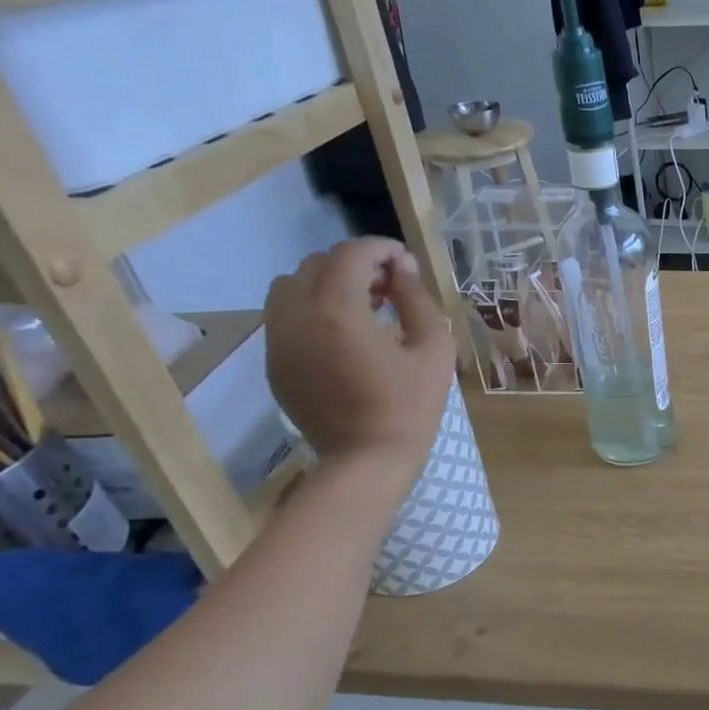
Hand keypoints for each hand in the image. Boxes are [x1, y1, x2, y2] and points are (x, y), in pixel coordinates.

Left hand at [264, 239, 456, 470]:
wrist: (366, 460)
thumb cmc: (410, 406)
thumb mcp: (433, 350)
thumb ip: (417, 300)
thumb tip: (402, 269)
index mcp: (339, 311)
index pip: (352, 255)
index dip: (381, 249)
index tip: (405, 262)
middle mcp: (298, 316)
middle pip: (317, 264)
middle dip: (354, 265)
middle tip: (388, 287)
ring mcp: (279, 340)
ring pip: (290, 286)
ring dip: (326, 284)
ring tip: (361, 307)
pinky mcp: (274, 362)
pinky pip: (284, 317)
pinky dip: (311, 310)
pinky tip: (342, 335)